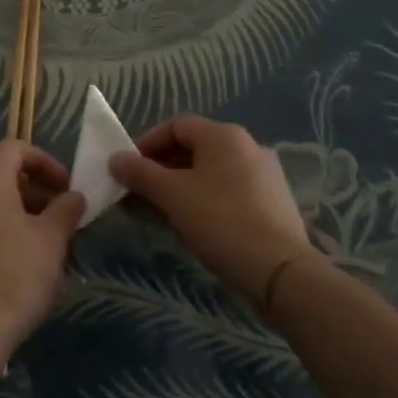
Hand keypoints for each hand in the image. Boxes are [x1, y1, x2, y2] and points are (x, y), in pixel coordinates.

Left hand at [0, 141, 85, 354]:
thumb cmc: (16, 275)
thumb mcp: (52, 240)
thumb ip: (66, 209)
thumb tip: (73, 196)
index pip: (15, 148)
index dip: (45, 161)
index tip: (66, 188)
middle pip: (0, 174)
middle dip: (34, 189)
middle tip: (60, 217)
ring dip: (17, 211)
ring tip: (43, 242)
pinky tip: (17, 261)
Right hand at [110, 116, 314, 303]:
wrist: (281, 273)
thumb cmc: (221, 221)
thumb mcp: (172, 195)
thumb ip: (140, 173)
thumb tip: (115, 159)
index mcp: (224, 136)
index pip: (176, 125)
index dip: (147, 143)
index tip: (129, 169)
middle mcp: (247, 147)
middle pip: (193, 148)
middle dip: (161, 168)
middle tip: (140, 193)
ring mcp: (264, 176)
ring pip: (210, 172)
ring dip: (179, 186)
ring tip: (160, 212)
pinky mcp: (272, 203)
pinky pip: (228, 191)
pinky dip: (204, 199)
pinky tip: (192, 225)